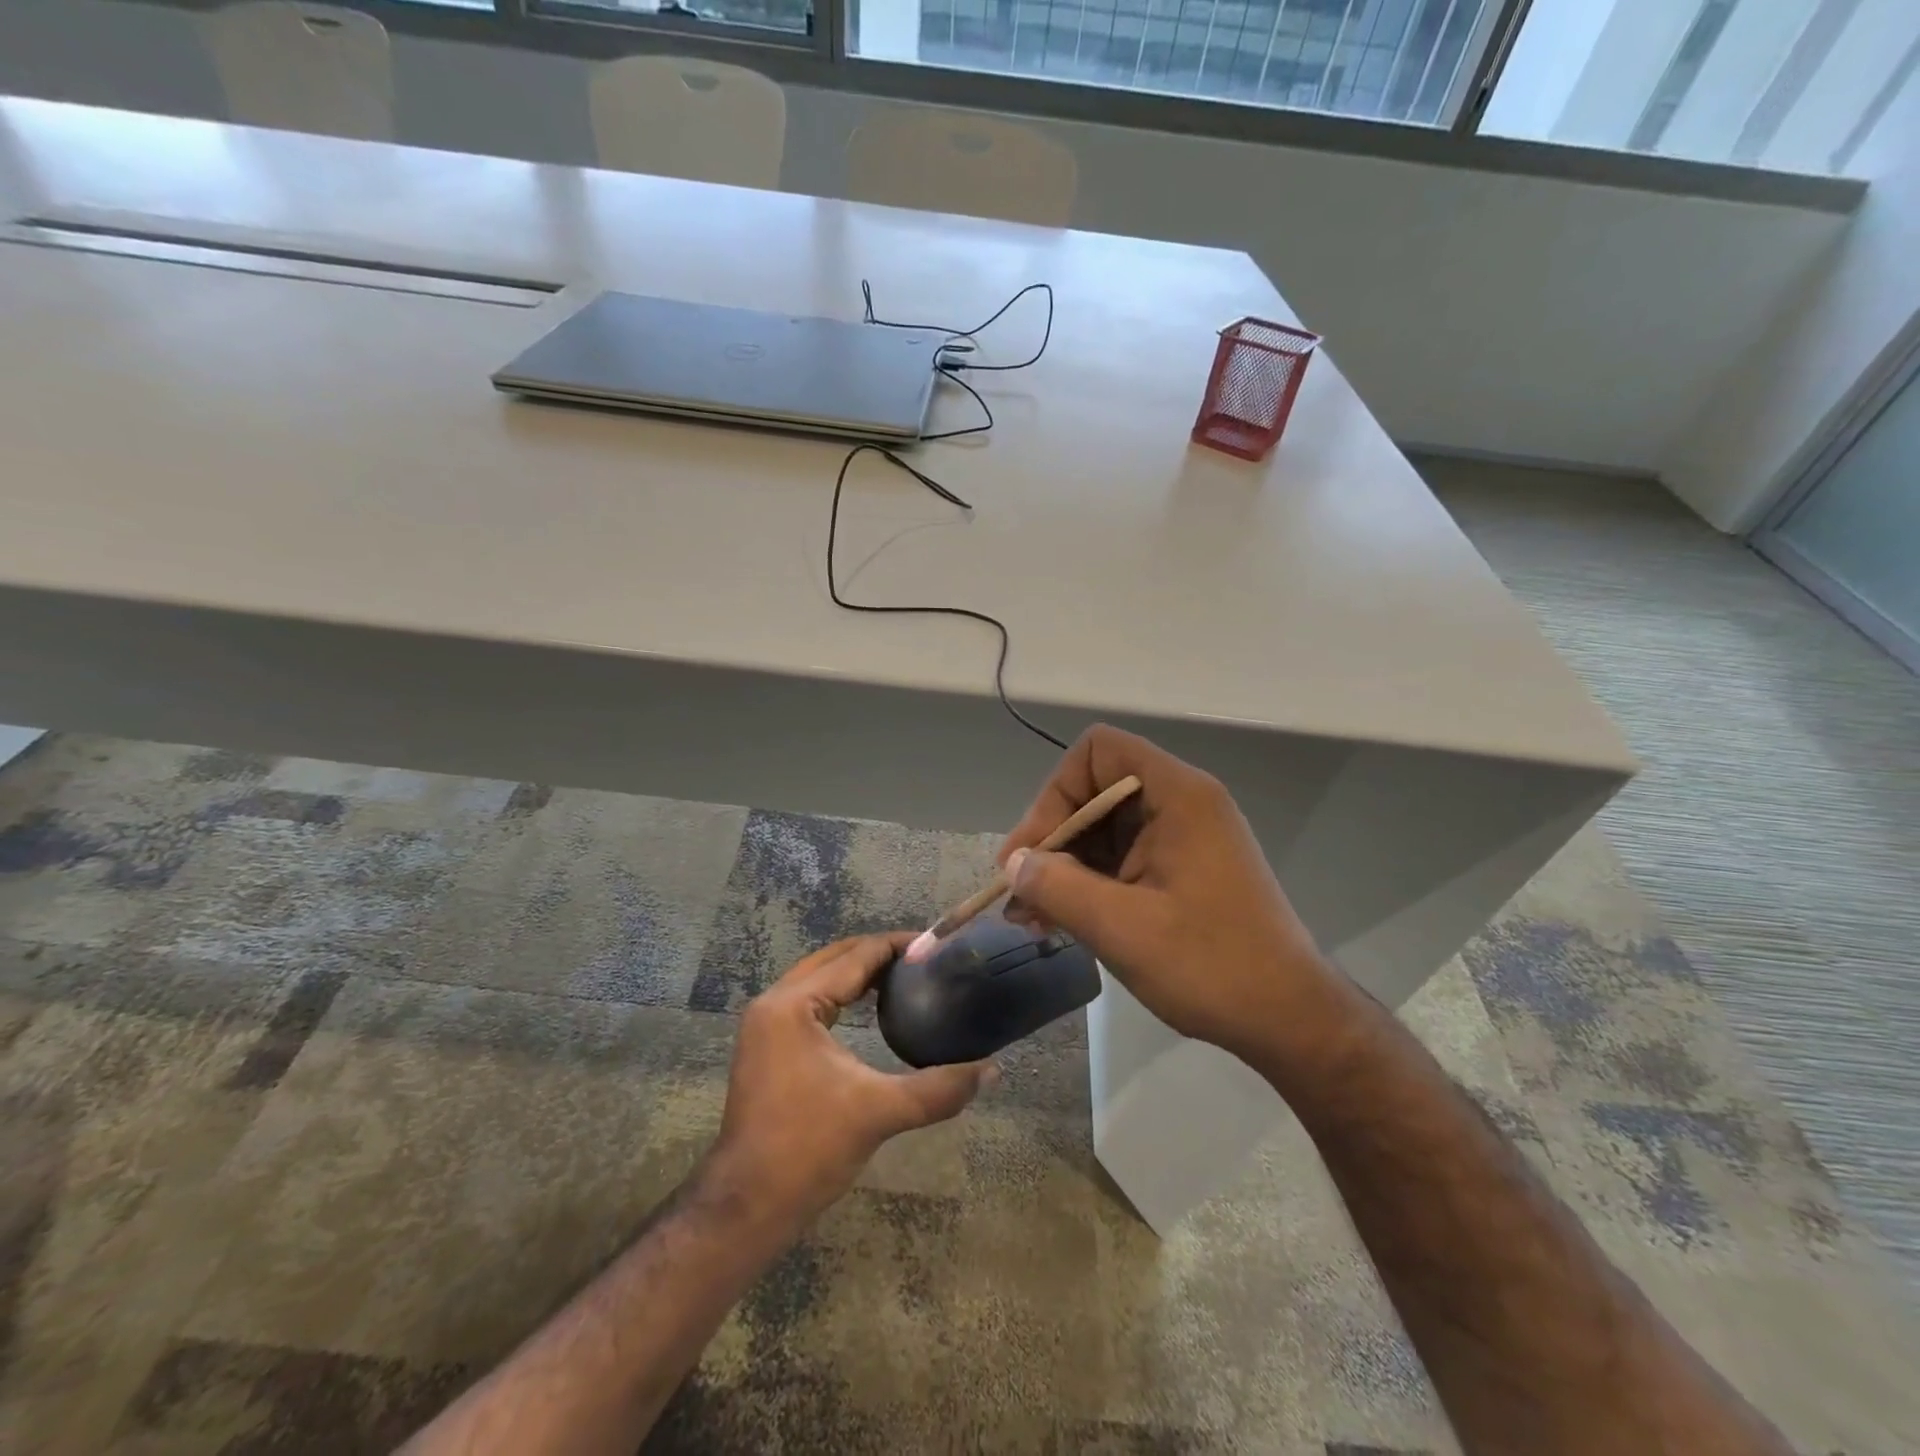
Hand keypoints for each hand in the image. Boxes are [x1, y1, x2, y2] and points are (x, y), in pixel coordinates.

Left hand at [714, 933, 994, 1229]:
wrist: (747, 1205)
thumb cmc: (809, 1149)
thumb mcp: (880, 1112)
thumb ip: (939, 1088)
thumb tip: (992, 1070)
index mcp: (793, 1004)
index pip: (854, 957)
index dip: (896, 946)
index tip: (936, 943)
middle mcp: (774, 1002)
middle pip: (834, 958)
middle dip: (878, 953)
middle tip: (924, 958)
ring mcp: (765, 1023)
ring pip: (819, 977)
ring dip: (858, 971)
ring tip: (904, 976)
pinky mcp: (766, 1044)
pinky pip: (810, 999)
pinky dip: (841, 992)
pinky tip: (869, 1007)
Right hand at [996, 724, 1343, 1064]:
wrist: (1290, 1020)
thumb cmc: (1210, 966)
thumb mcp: (1120, 927)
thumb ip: (1057, 887)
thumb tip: (1013, 864)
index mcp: (1178, 796)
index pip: (1099, 751)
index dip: (1057, 791)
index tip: (1035, 850)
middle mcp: (1182, 803)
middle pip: (1096, 790)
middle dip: (1052, 838)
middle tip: (1019, 892)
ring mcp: (1185, 838)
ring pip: (1105, 829)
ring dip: (1065, 867)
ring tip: (1032, 917)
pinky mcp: (1184, 870)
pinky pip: (1123, 858)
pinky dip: (1090, 883)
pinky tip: (1062, 921)